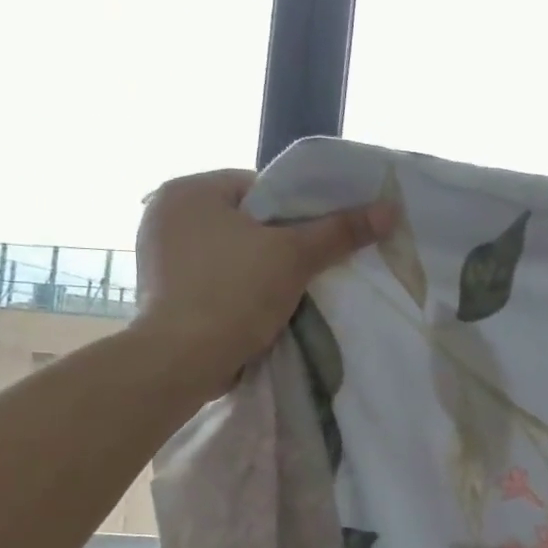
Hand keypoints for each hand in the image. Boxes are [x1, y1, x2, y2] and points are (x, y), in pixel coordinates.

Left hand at [130, 169, 393, 396]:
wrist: (183, 360)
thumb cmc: (234, 293)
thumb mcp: (295, 256)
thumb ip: (341, 230)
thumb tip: (389, 209)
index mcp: (188, 190)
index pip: (259, 187)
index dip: (298, 210)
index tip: (321, 236)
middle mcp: (165, 213)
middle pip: (245, 220)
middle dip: (279, 241)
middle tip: (312, 263)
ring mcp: (159, 255)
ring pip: (230, 251)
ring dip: (260, 267)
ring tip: (292, 287)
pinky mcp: (162, 291)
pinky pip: (214, 277)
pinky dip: (238, 288)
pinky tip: (261, 305)